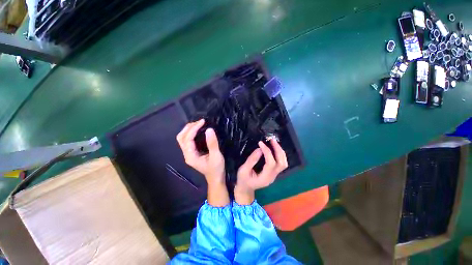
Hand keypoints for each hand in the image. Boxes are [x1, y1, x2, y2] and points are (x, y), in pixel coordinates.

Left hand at [176, 119, 228, 206]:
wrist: (216, 179)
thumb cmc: (216, 169)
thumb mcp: (216, 156)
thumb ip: (212, 143)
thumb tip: (209, 129)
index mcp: (191, 156)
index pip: (188, 138)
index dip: (194, 128)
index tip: (203, 121)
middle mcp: (187, 154)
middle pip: (181, 137)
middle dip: (189, 127)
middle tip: (200, 122)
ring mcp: (189, 154)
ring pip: (183, 138)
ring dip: (189, 129)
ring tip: (199, 124)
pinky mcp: (192, 153)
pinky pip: (188, 140)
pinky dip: (191, 133)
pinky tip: (198, 130)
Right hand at [235, 139, 287, 204]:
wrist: (245, 190)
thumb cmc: (243, 180)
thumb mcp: (243, 170)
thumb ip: (251, 160)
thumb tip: (259, 149)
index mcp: (265, 178)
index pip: (271, 163)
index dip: (267, 152)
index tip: (261, 143)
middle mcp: (272, 177)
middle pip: (282, 163)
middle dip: (278, 150)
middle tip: (272, 140)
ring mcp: (274, 175)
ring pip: (283, 163)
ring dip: (280, 152)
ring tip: (273, 143)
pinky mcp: (273, 173)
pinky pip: (280, 163)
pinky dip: (279, 154)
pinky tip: (273, 148)